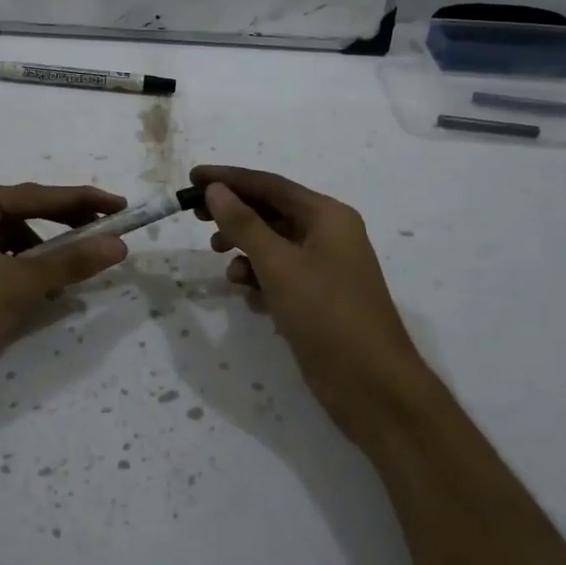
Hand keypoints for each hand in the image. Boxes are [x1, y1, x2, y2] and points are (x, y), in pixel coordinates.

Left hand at [0, 183, 128, 425]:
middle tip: (107, 234)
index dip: (84, 201)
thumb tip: (118, 244)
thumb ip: (69, 262)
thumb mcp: (17, 285)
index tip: (121, 205)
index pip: (38, 195)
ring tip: (76, 268)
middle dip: (66, 226)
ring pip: (14, 239)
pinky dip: (24, 269)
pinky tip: (42, 288)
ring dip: (45, 252)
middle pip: (26, 213)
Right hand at [192, 164, 434, 449]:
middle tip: (195, 214)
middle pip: (272, 211)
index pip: (271, 185)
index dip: (230, 179)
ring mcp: (325, 267)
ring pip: (274, 243)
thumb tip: (216, 189)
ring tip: (219, 257)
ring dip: (244, 246)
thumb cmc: (327, 315)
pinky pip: (280, 273)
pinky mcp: (317, 297)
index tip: (192, 177)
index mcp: (328, 216)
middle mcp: (329, 234)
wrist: (373, 387)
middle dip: (234, 212)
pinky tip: (245, 292)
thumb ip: (244, 224)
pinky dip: (259, 276)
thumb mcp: (279, 265)